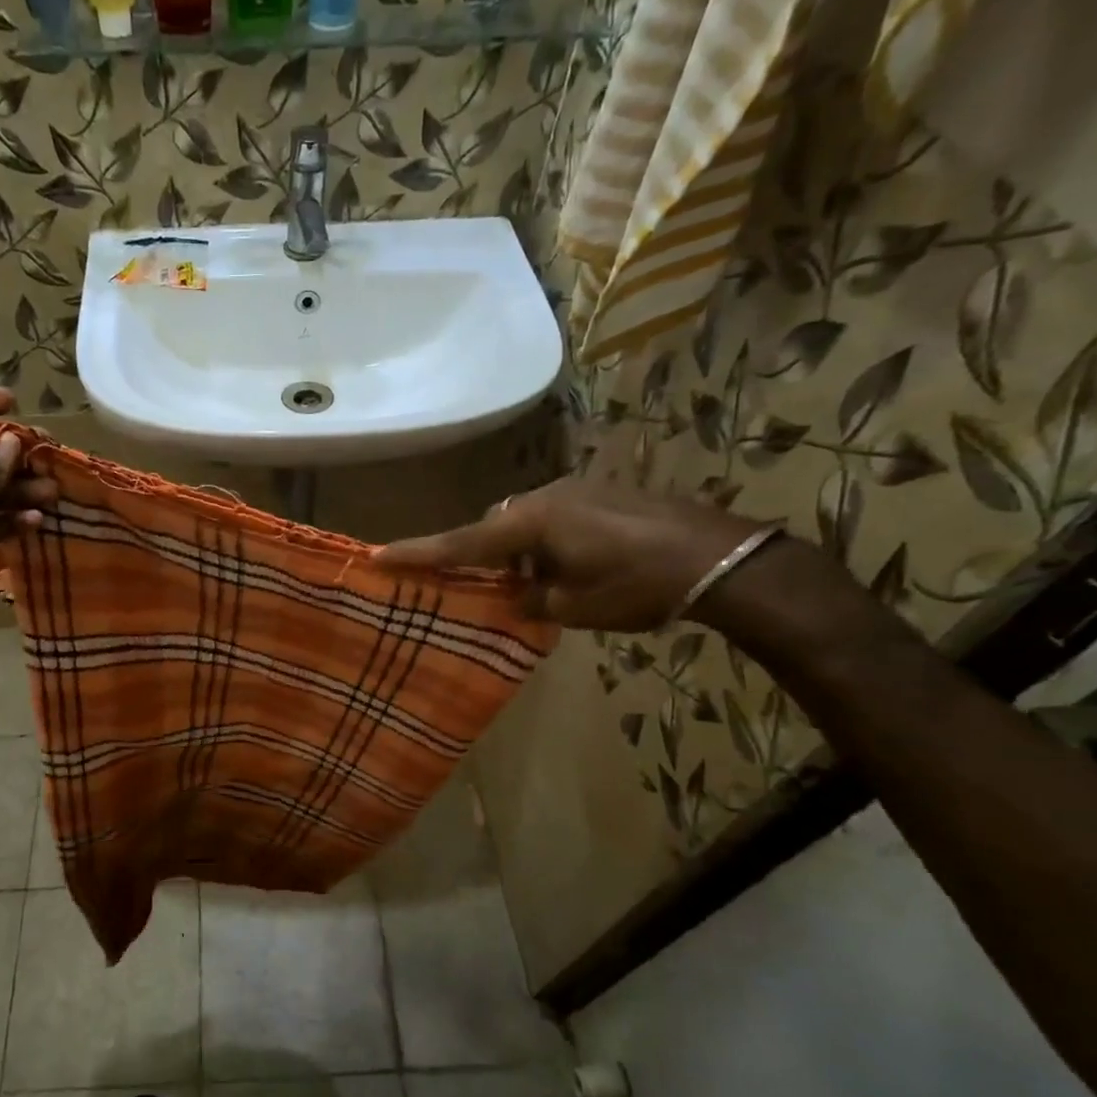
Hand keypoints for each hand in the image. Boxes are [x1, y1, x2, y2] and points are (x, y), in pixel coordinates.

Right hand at [374, 475, 761, 631]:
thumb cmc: (637, 586)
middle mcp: (546, 497)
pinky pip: (552, 518)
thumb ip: (530, 600)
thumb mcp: (574, 606)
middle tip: (478, 588)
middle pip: (492, 527)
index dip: (418, 552)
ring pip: (524, 522)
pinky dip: (544, 543)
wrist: (719, 558)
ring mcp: (576, 491)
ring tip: (532, 586)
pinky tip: (566, 568)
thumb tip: (515, 597)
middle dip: (479, 555)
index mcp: (532, 523)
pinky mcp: (601, 495)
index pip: (462, 542)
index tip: (377, 555)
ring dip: (516, 551)